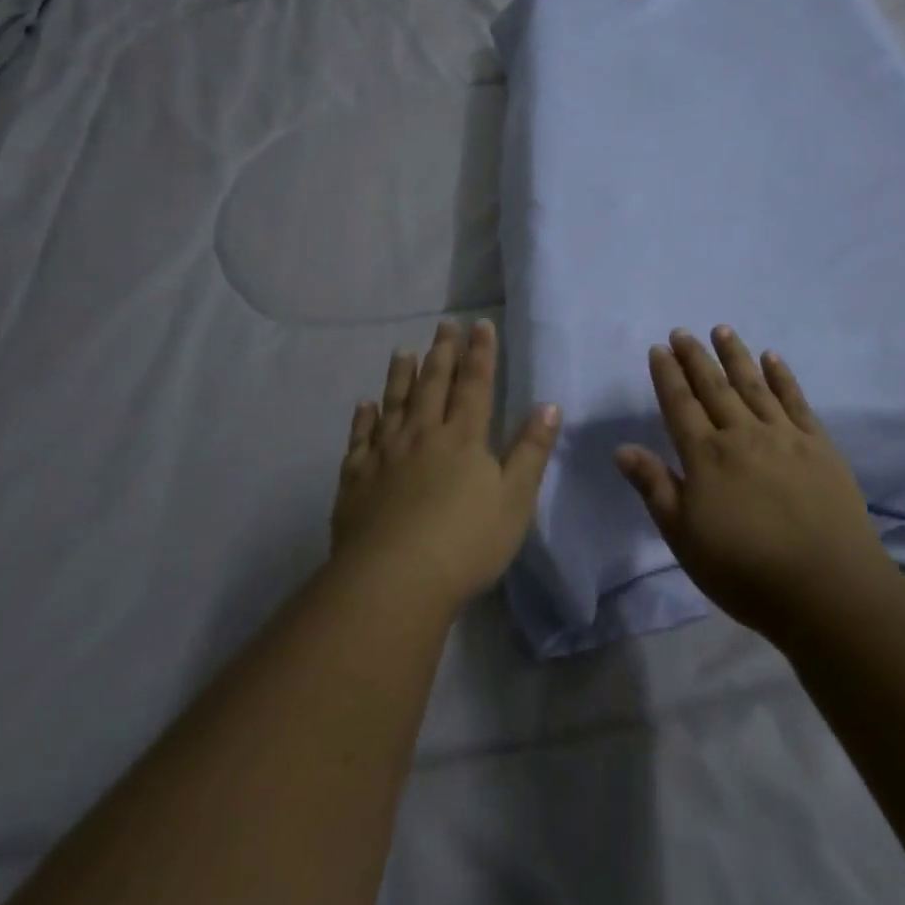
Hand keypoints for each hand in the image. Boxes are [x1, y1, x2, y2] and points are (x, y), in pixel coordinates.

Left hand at [331, 318, 561, 609]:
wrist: (394, 580)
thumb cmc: (466, 542)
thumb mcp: (515, 499)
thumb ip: (531, 451)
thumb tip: (548, 406)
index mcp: (463, 438)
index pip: (475, 385)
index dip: (480, 354)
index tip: (480, 325)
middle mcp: (422, 435)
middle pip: (433, 385)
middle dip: (442, 353)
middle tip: (444, 326)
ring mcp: (385, 454)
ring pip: (394, 403)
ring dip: (400, 375)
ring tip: (404, 351)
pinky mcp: (356, 478)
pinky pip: (360, 438)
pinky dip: (363, 418)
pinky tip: (364, 405)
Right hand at [614, 327, 888, 638]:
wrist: (828, 589)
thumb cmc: (745, 571)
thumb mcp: (685, 538)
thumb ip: (655, 488)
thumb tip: (622, 448)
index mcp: (705, 457)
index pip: (680, 405)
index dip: (667, 376)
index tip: (658, 349)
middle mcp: (742, 435)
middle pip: (714, 387)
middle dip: (695, 357)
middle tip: (682, 332)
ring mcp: (784, 436)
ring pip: (753, 385)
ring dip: (735, 355)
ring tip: (722, 329)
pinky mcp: (819, 445)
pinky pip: (796, 401)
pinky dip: (783, 377)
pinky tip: (773, 359)